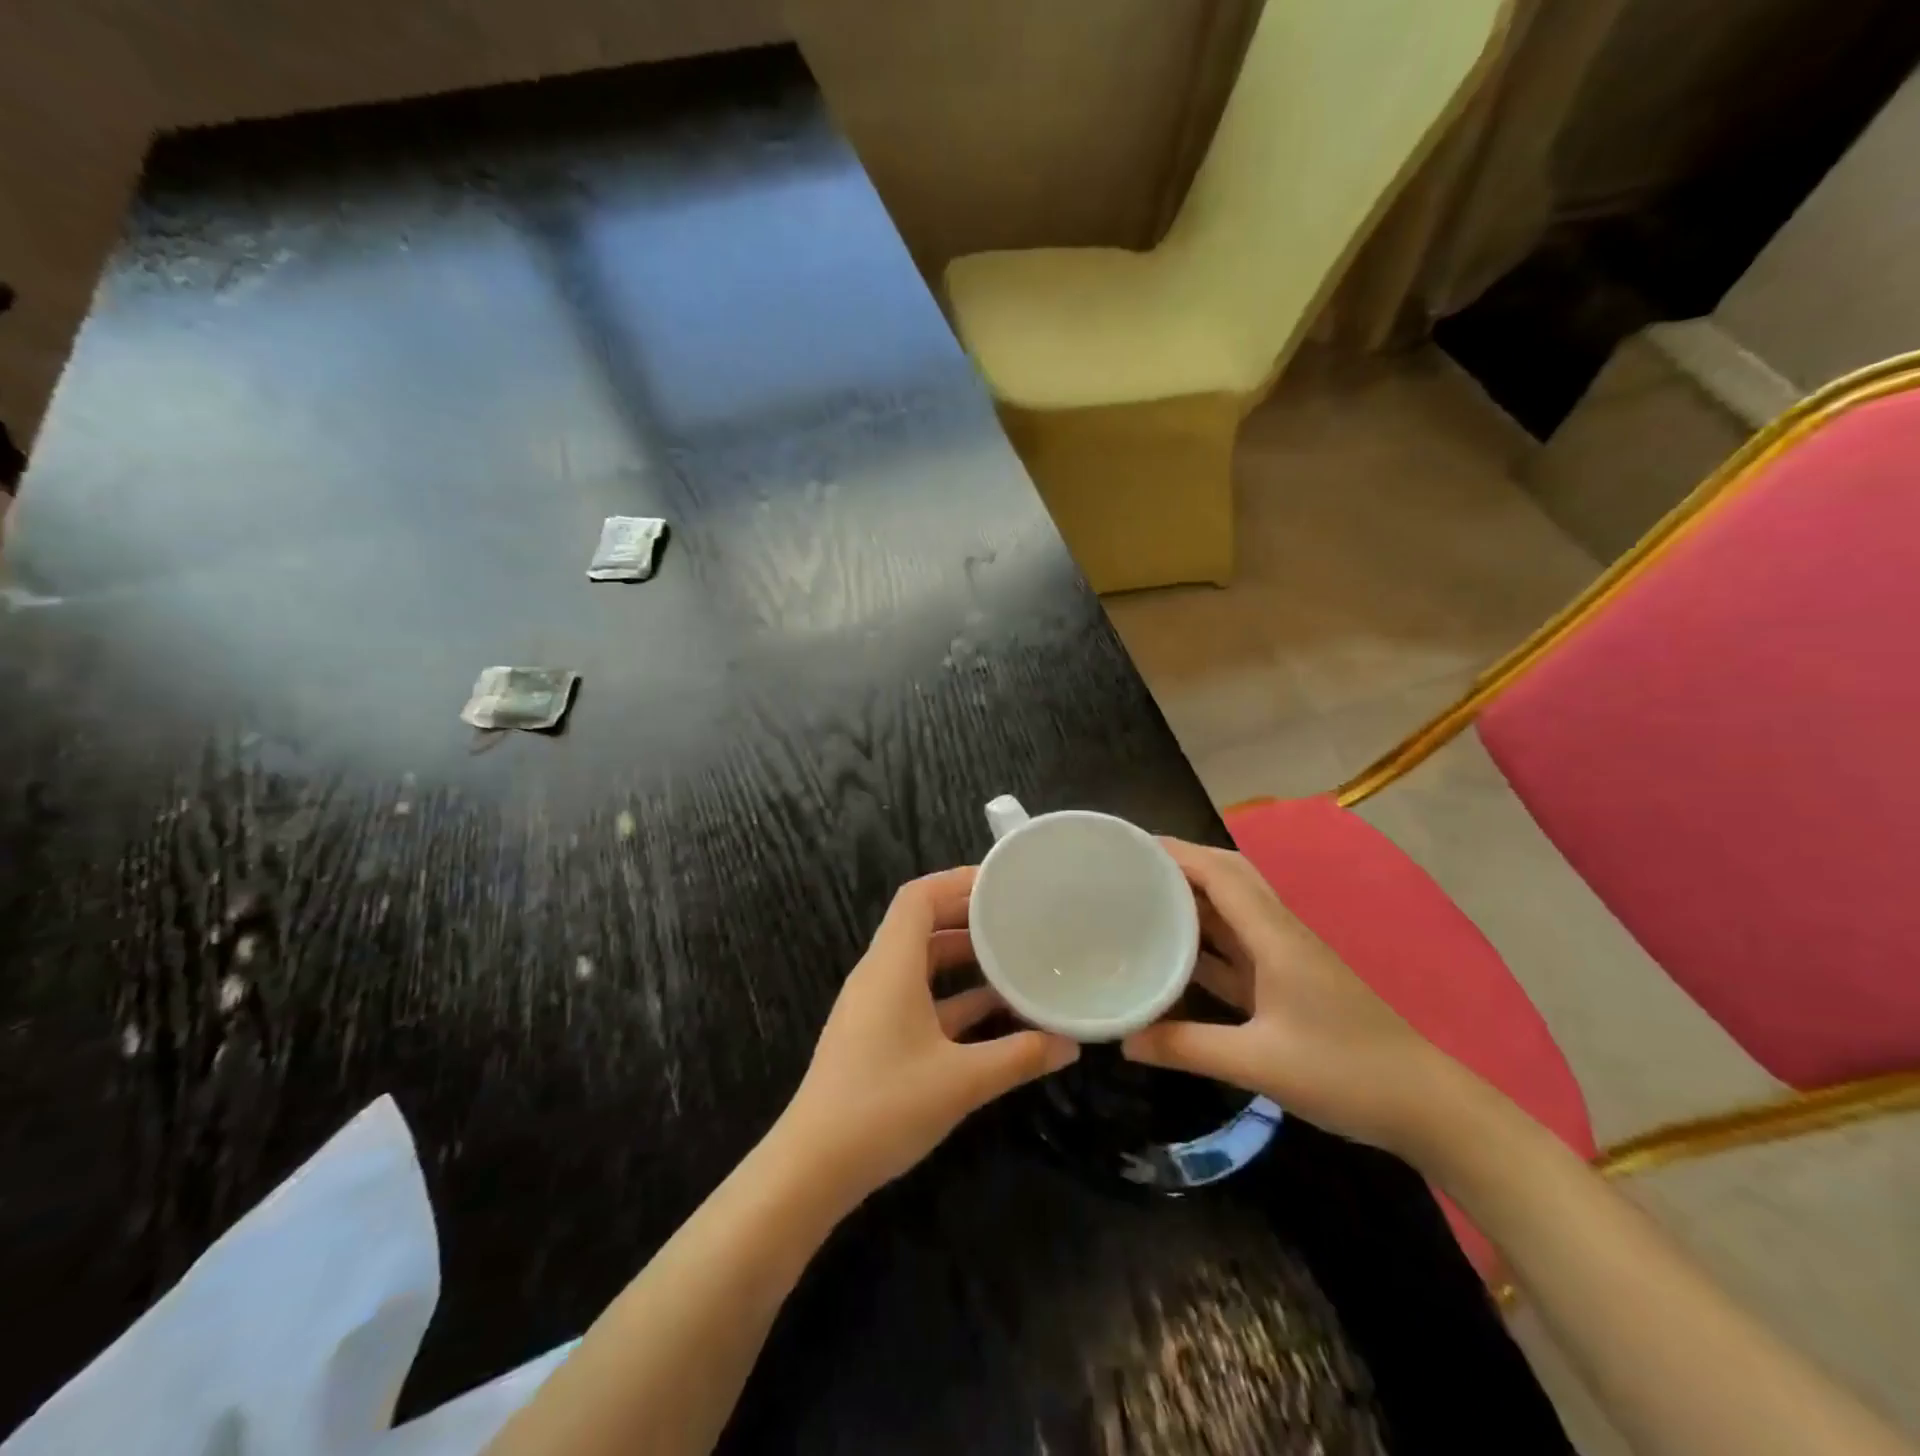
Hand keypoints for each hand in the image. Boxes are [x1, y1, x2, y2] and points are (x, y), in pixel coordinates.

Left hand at [778, 866, 1078, 1206]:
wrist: (812, 1168)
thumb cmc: (883, 1107)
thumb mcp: (961, 1081)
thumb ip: (1019, 1057)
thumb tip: (1070, 1044)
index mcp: (891, 966)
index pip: (918, 897)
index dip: (957, 881)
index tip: (1001, 883)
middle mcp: (879, 975)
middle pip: (922, 925)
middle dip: (968, 917)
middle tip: (1017, 916)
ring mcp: (875, 1006)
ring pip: (922, 963)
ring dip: (963, 958)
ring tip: (1013, 957)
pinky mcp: (877, 1035)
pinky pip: (919, 996)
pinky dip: (953, 996)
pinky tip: (993, 1013)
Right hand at [1121, 838, 1461, 1157]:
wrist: (1426, 1106)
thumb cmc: (1345, 1073)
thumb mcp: (1257, 1063)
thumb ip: (1187, 1047)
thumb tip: (1124, 1040)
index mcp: (1274, 936)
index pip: (1220, 874)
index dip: (1176, 854)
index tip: (1130, 848)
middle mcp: (1279, 934)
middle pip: (1228, 878)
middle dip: (1181, 865)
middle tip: (1131, 869)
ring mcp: (1286, 958)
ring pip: (1232, 910)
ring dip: (1193, 898)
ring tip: (1142, 898)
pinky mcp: (1288, 982)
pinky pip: (1237, 946)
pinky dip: (1206, 939)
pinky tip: (1175, 952)